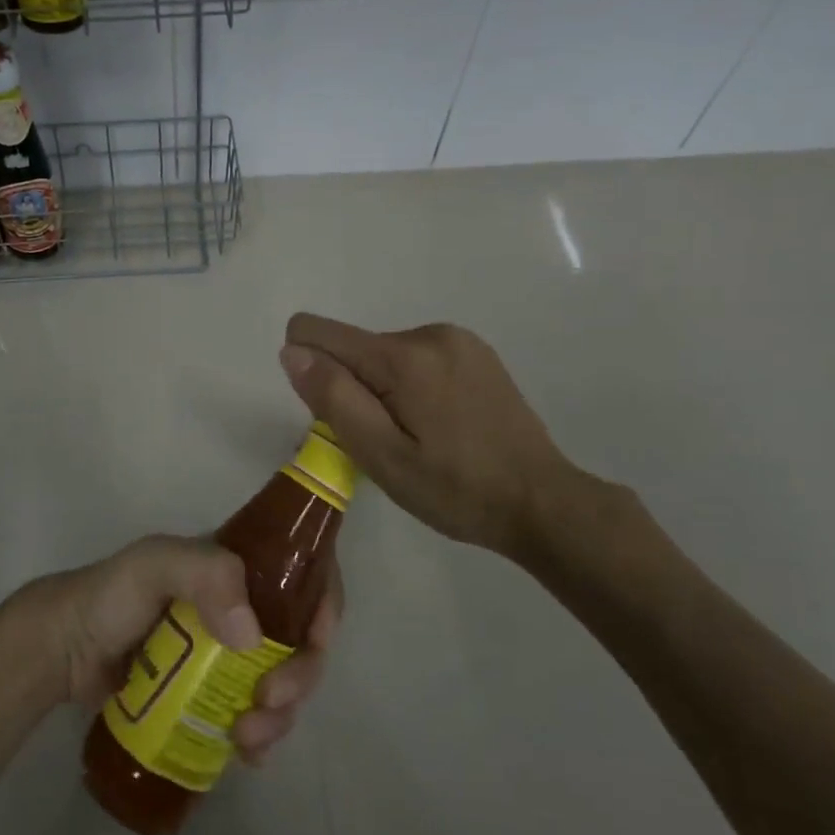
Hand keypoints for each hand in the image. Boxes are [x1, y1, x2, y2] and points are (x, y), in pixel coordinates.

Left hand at [23, 535, 342, 765]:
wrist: (66, 649)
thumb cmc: (112, 595)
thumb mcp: (155, 564)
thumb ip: (205, 575)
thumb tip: (253, 638)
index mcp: (240, 569)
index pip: (304, 575)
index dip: (325, 603)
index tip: (318, 640)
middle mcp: (246, 609)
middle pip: (302, 640)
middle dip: (301, 674)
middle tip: (270, 702)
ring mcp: (230, 657)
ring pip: (284, 683)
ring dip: (282, 715)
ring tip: (247, 738)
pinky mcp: (212, 696)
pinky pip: (256, 717)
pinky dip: (263, 738)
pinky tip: (246, 754)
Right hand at [279, 313, 594, 559]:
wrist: (543, 502)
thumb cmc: (456, 490)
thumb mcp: (383, 457)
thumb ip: (334, 399)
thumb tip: (292, 350)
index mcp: (403, 356)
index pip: (317, 332)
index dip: (310, 371)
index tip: (340, 416)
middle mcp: (429, 333)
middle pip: (353, 348)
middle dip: (354, 390)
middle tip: (388, 443)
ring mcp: (458, 339)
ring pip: (384, 355)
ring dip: (384, 391)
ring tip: (418, 438)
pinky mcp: (476, 352)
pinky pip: (416, 358)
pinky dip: (411, 386)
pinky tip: (440, 424)